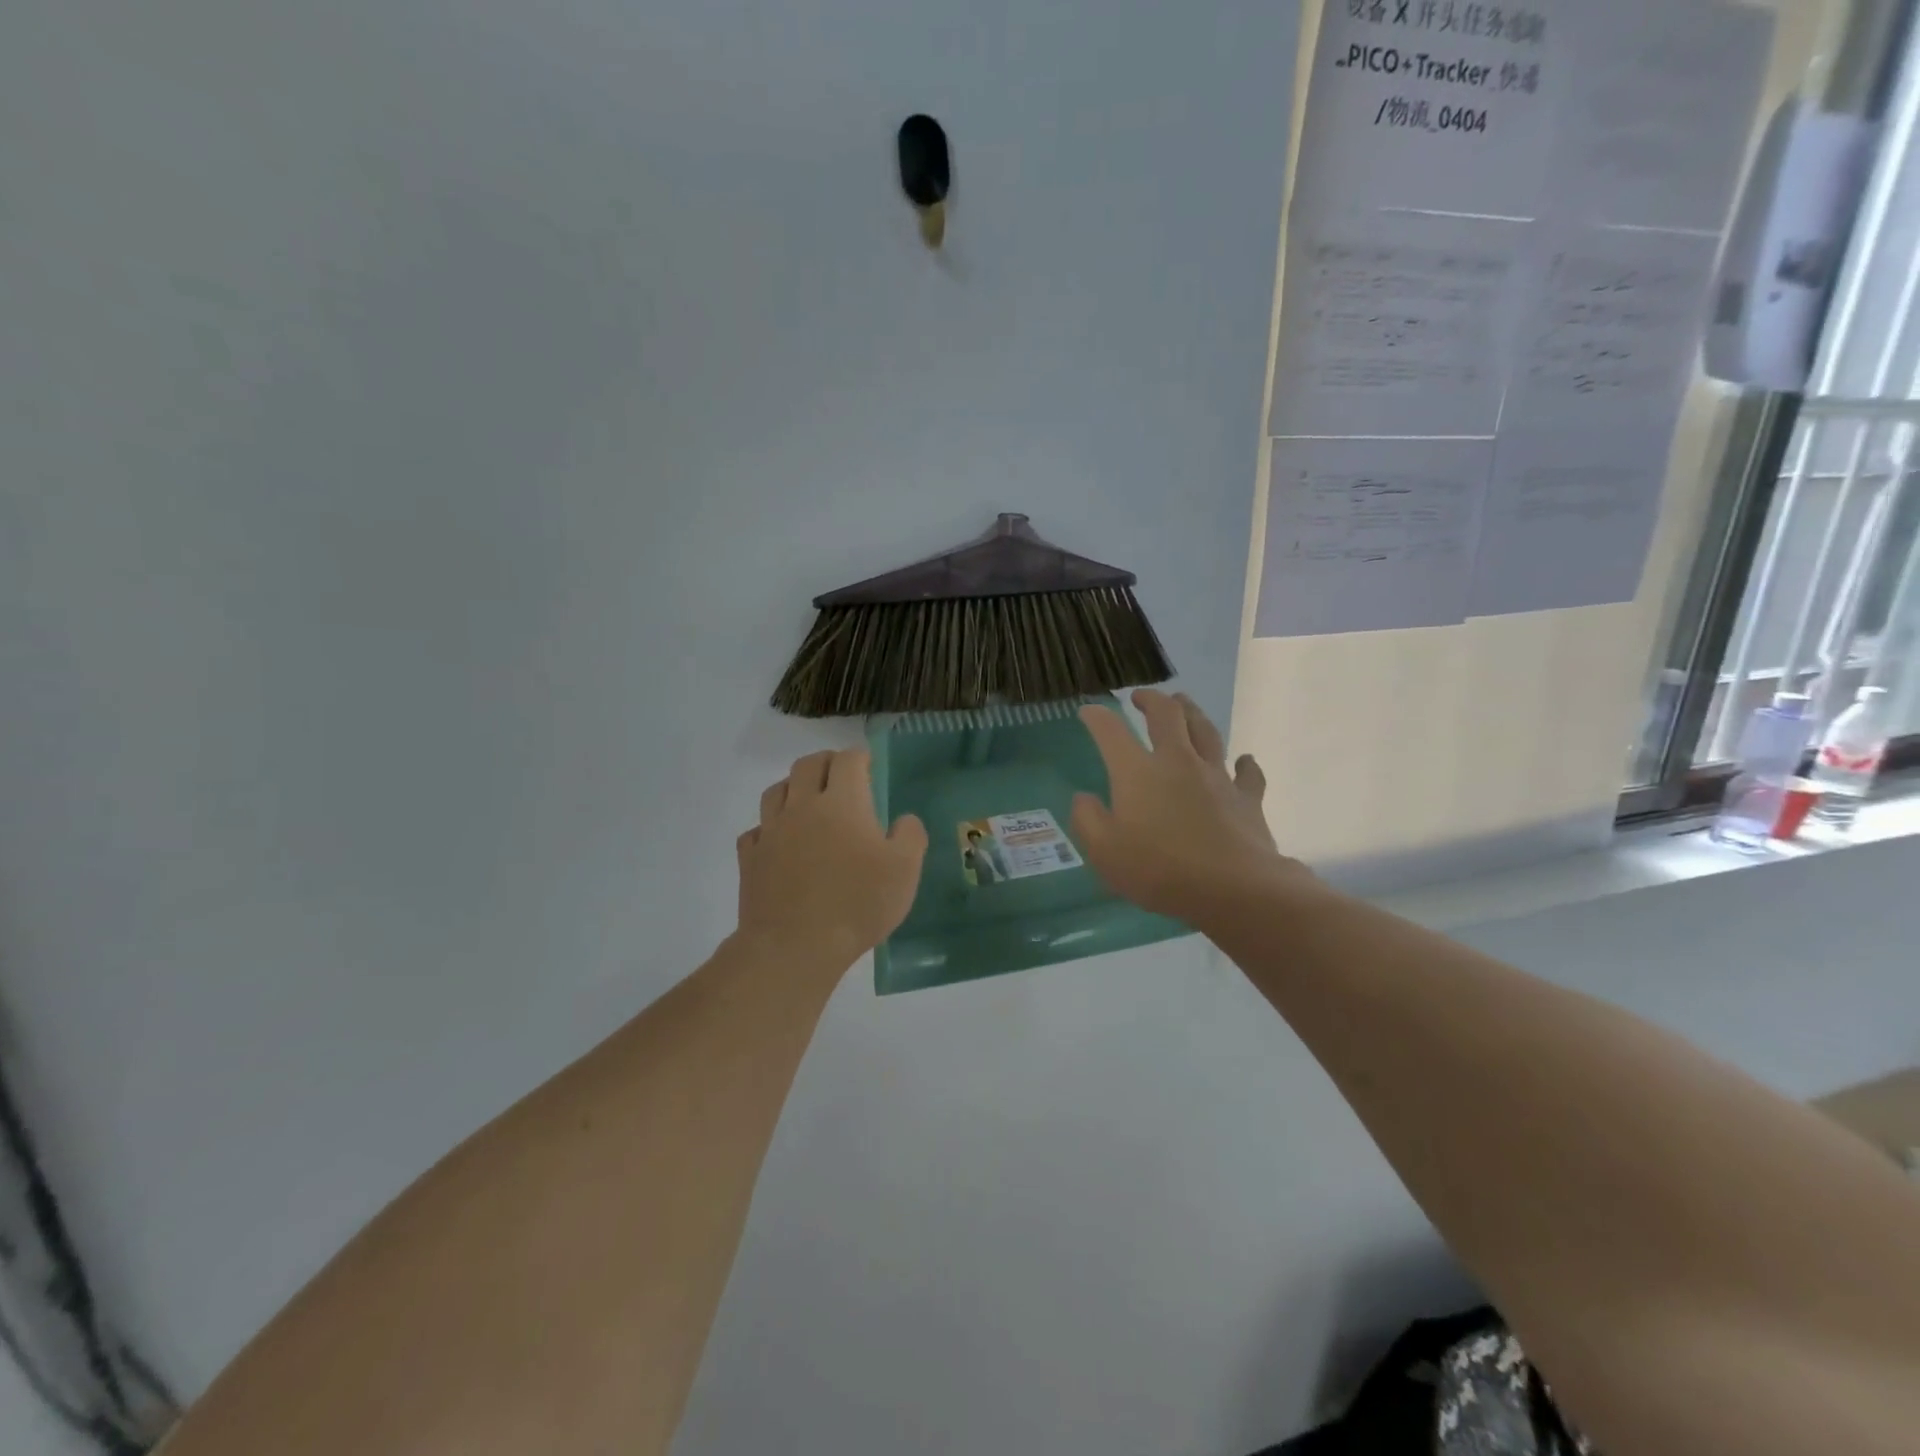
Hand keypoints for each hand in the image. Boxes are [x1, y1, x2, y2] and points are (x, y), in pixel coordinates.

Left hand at [736, 749, 928, 970]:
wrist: (795, 946)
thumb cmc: (857, 904)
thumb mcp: (905, 871)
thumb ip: (910, 836)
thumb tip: (904, 820)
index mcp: (842, 803)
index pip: (848, 761)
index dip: (859, 756)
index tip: (868, 763)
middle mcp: (803, 807)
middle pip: (807, 765)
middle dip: (826, 762)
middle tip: (840, 773)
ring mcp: (771, 831)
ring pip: (776, 791)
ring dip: (794, 787)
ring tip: (807, 799)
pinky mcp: (750, 858)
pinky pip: (756, 830)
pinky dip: (768, 828)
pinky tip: (778, 841)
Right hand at [1071, 690, 1300, 923]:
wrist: (1234, 889)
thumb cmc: (1160, 870)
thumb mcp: (1104, 852)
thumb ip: (1088, 820)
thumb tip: (1084, 797)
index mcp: (1138, 772)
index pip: (1111, 732)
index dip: (1097, 717)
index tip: (1088, 711)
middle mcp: (1178, 762)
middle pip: (1167, 715)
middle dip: (1151, 699)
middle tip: (1141, 697)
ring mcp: (1216, 777)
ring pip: (1206, 731)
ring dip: (1192, 712)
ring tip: (1184, 703)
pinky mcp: (1247, 798)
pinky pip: (1248, 773)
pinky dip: (1245, 764)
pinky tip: (1244, 761)